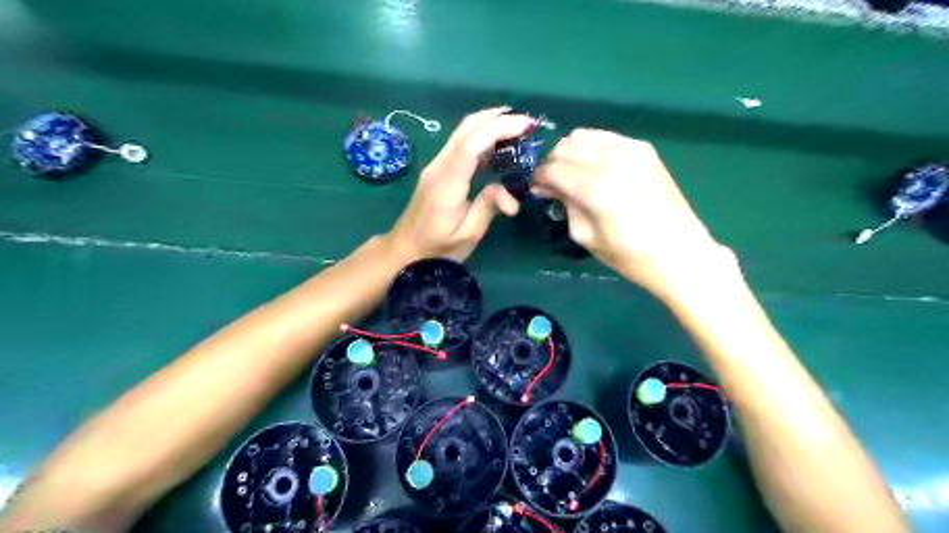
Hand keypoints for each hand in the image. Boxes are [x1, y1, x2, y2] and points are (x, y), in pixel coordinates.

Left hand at [385, 106, 532, 261]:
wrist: (403, 251)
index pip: (471, 144)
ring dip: (490, 124)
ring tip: (518, 129)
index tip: (526, 124)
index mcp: (447, 183)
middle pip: (466, 129)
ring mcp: (436, 166)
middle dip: (498, 118)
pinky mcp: (438, 169)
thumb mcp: (467, 236)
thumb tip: (512, 197)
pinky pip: (460, 143)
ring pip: (462, 132)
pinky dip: (482, 136)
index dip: (499, 128)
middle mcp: (439, 167)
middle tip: (529, 123)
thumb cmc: (436, 249)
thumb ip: (488, 209)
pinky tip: (498, 145)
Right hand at [534, 127, 731, 296]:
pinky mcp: (644, 149)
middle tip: (553, 183)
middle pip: (565, 146)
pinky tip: (595, 167)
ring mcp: (630, 149)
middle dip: (553, 163)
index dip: (539, 178)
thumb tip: (550, 187)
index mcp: (594, 186)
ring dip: (571, 152)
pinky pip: (606, 137)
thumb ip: (565, 204)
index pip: (552, 169)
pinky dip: (593, 148)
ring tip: (573, 173)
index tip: (536, 189)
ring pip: (584, 136)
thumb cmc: (628, 254)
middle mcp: (610, 158)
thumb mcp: (585, 235)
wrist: (679, 252)